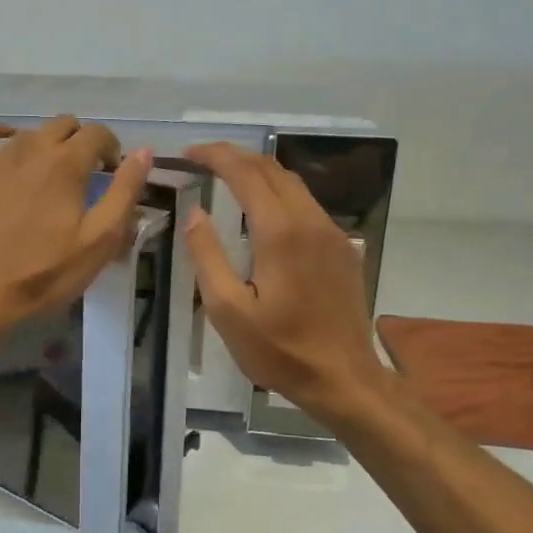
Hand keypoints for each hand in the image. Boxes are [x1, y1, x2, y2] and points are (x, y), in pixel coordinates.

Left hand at [0, 116, 153, 338]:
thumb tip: (143, 152)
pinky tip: (9, 154)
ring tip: (49, 175)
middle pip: (64, 125)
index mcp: (67, 163)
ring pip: (30, 131)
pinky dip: (5, 138)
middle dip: (80, 142)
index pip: (98, 133)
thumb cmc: (46, 272)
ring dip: (47, 144)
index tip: (111, 172)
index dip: (111, 148)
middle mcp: (32, 147)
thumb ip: (124, 191)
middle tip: (84, 174)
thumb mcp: (99, 240)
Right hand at [184, 142, 389, 422]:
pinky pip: (308, 205)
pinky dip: (279, 193)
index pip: (245, 174)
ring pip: (293, 184)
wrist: (343, 378)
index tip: (189, 153)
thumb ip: (207, 256)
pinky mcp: (343, 248)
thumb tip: (195, 214)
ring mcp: (332, 233)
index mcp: (279, 232)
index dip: (215, 156)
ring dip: (259, 173)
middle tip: (203, 161)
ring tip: (228, 178)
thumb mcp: (227, 310)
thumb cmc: (279, 350)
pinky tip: (263, 212)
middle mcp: (310, 221)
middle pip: (272, 169)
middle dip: (235, 157)